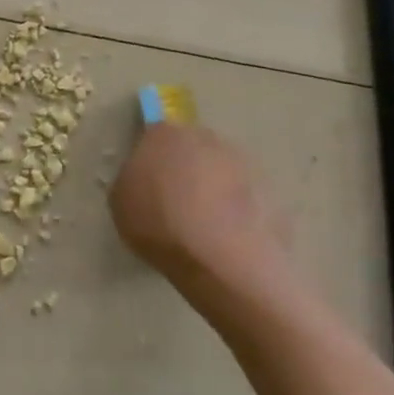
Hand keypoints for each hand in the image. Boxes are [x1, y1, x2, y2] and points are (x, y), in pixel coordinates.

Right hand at [109, 121, 297, 323]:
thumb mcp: (121, 202)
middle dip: (186, 169)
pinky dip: (237, 212)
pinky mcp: (272, 193)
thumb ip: (133, 180)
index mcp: (166, 136)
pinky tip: (227, 240)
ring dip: (214, 189)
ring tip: (204, 227)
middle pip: (193, 149)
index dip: (152, 157)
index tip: (148, 181)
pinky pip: (245, 198)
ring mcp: (245, 165)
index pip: (155, 134)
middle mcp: (207, 140)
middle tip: (175, 203)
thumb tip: (146, 178)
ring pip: (222, 172)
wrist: (222, 259)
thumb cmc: (159, 225)